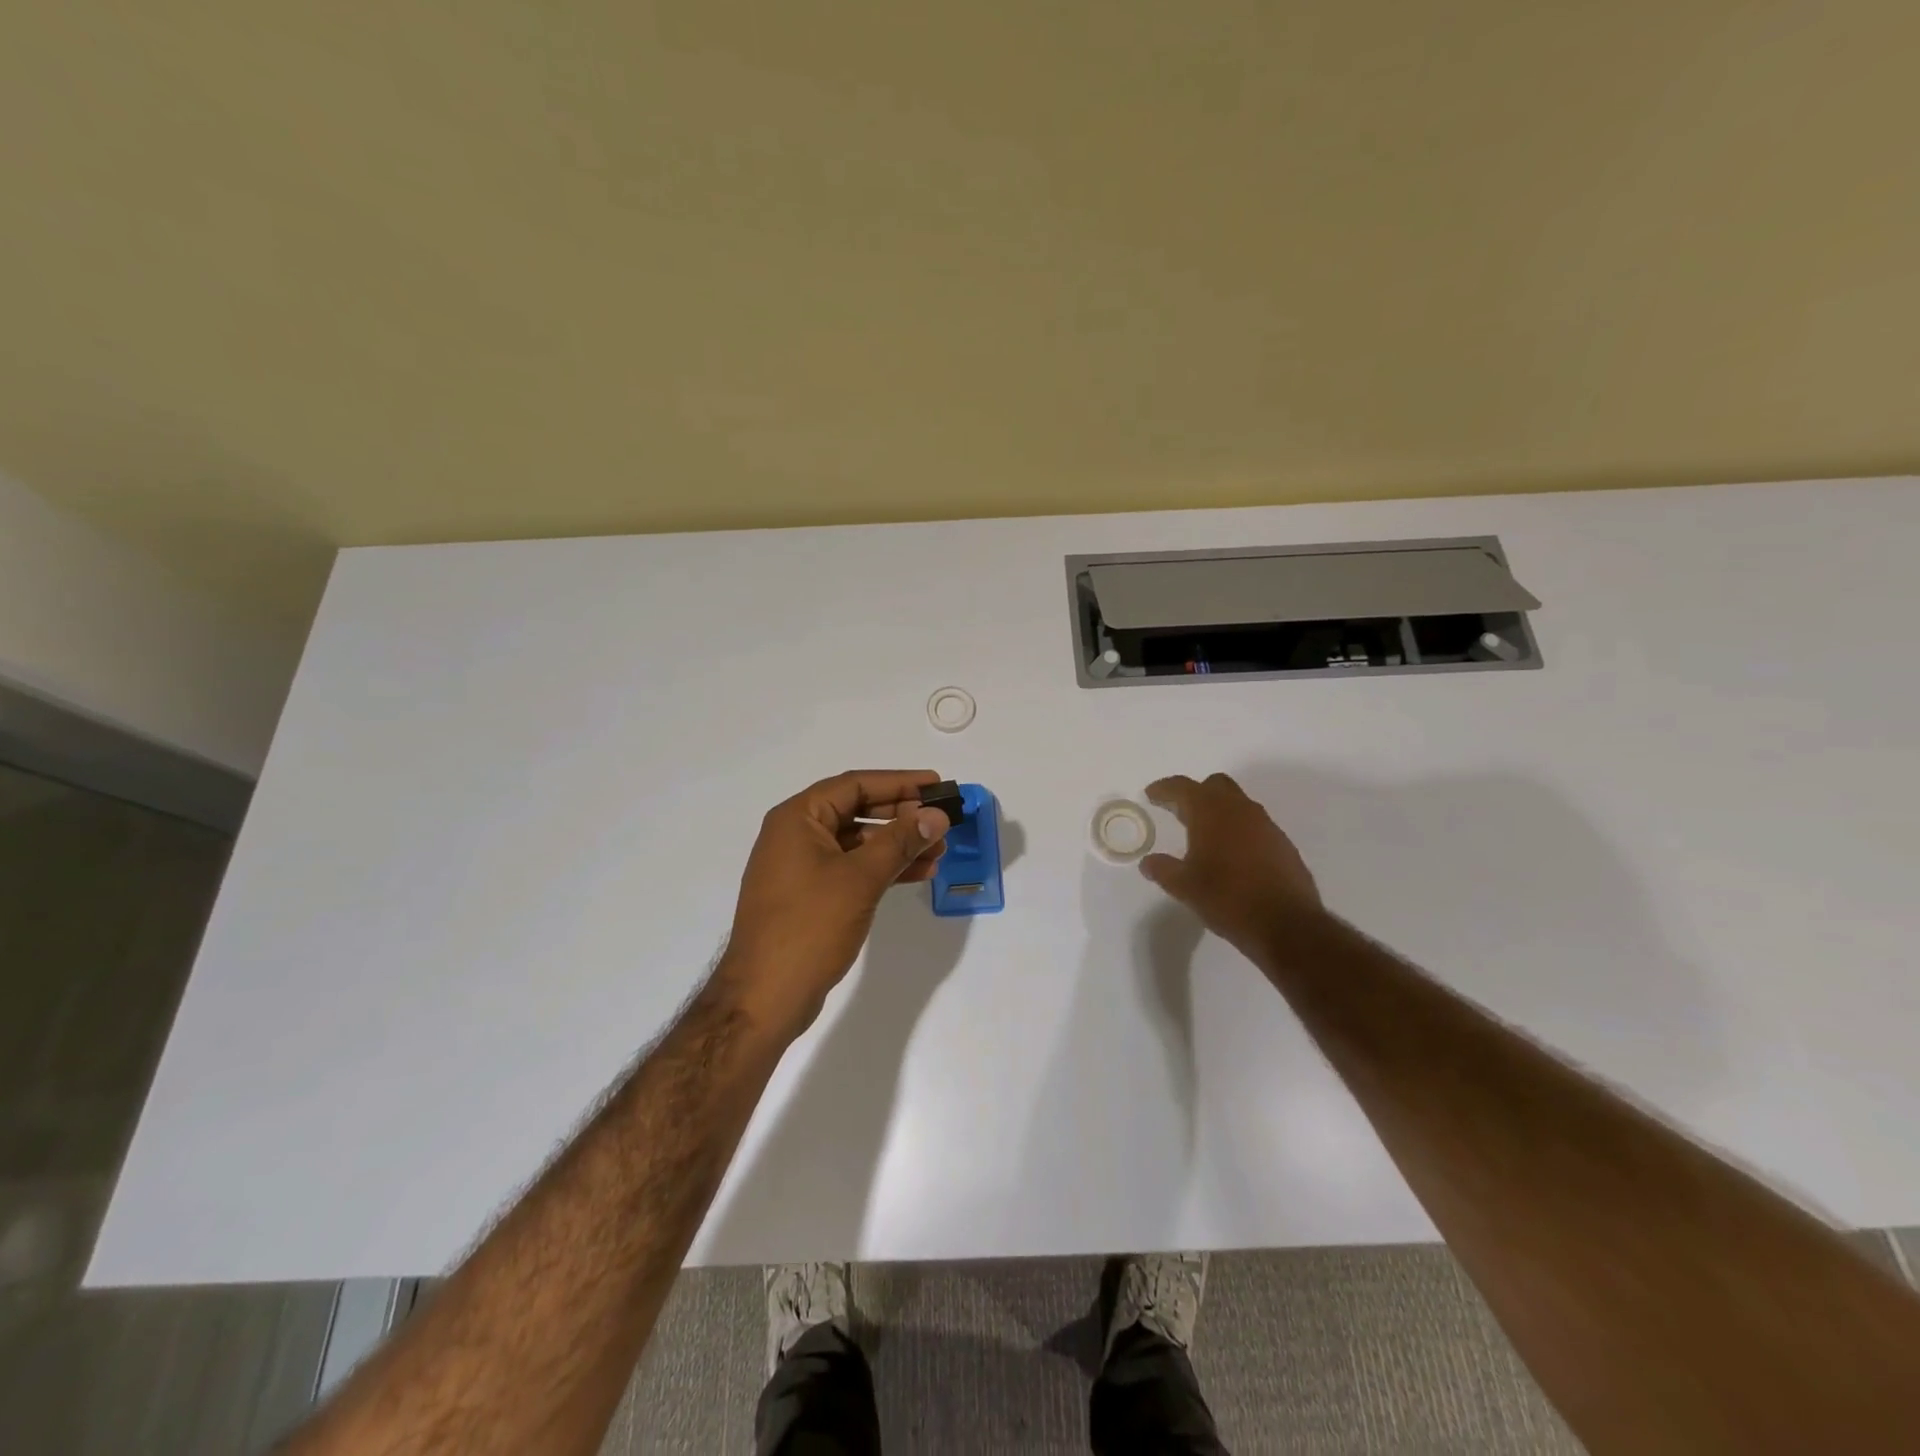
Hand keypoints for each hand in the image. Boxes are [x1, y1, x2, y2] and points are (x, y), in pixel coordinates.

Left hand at [720, 770, 950, 1036]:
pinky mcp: (808, 896)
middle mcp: (795, 835)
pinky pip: (851, 868)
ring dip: (897, 844)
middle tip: (941, 821)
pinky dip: (882, 868)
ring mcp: (800, 867)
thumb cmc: (809, 926)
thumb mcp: (860, 878)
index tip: (936, 785)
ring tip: (938, 852)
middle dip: (901, 816)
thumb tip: (937, 815)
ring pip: (857, 842)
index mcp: (797, 818)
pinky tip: (916, 874)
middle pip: (856, 810)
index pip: (854, 785)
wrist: (765, 997)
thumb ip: (900, 841)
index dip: (899, 782)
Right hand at [1139, 773, 1322, 956]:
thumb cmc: (1227, 899)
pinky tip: (1231, 855)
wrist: (1287, 925)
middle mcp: (1240, 810)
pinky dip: (1238, 830)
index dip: (1164, 789)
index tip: (1151, 794)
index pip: (1183, 787)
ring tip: (1204, 835)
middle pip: (1215, 785)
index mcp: (1211, 813)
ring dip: (1219, 811)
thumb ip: (1163, 869)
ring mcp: (1266, 825)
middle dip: (1195, 793)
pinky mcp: (1283, 844)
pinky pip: (1254, 825)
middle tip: (1178, 812)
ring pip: (1238, 804)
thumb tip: (1148, 862)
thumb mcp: (1185, 887)